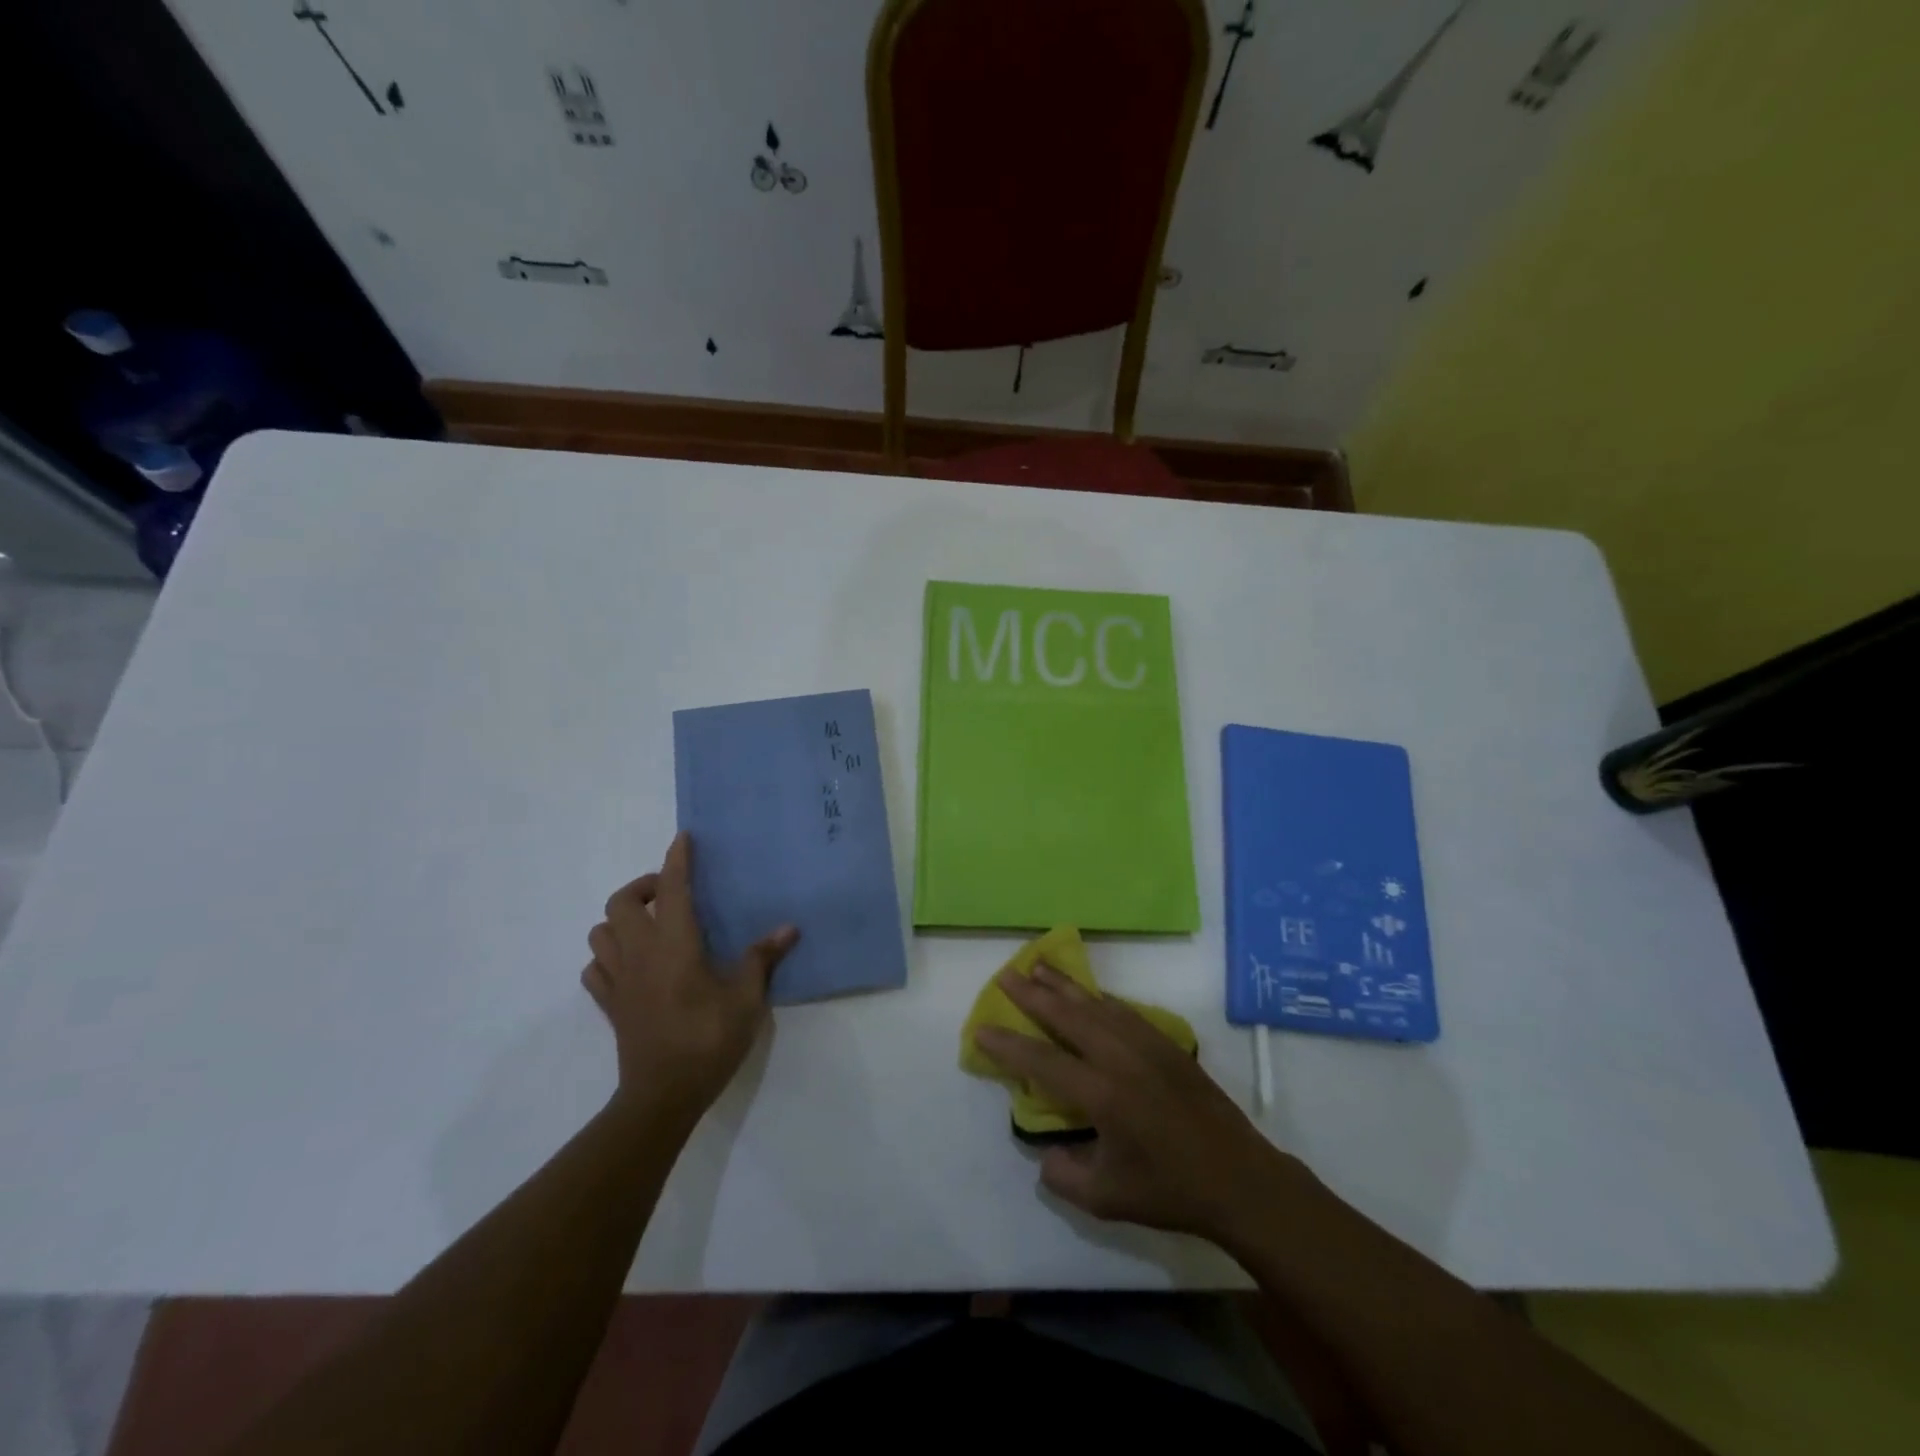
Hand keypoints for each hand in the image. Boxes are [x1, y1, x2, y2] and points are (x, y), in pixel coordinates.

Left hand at [583, 832, 798, 1124]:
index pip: (673, 889)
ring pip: (600, 933)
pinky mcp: (609, 1005)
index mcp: (674, 945)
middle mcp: (640, 954)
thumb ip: (762, 959)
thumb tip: (788, 929)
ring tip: (650, 926)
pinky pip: (595, 969)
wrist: (662, 1096)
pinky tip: (632, 965)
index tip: (683, 838)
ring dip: (621, 920)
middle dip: (643, 887)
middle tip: (671, 894)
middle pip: (620, 903)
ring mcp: (618, 980)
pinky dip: (607, 956)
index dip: (677, 860)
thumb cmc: (708, 1041)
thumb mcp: (746, 1000)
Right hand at [974, 962, 1305, 1244]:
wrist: (1239, 1179)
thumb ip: (1064, 1176)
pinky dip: (1100, 997)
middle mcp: (1121, 1058)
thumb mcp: (1107, 1199)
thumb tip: (1046, 1153)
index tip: (982, 1028)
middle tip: (1006, 974)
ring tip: (1040, 965)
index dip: (1009, 1045)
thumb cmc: (1171, 1191)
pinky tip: (1089, 993)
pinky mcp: (1167, 1044)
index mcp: (1103, 1094)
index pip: (1043, 1061)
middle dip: (1033, 993)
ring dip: (1065, 984)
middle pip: (1068, 1015)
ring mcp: (1147, 1045)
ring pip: (1096, 1004)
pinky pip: (1124, 1010)